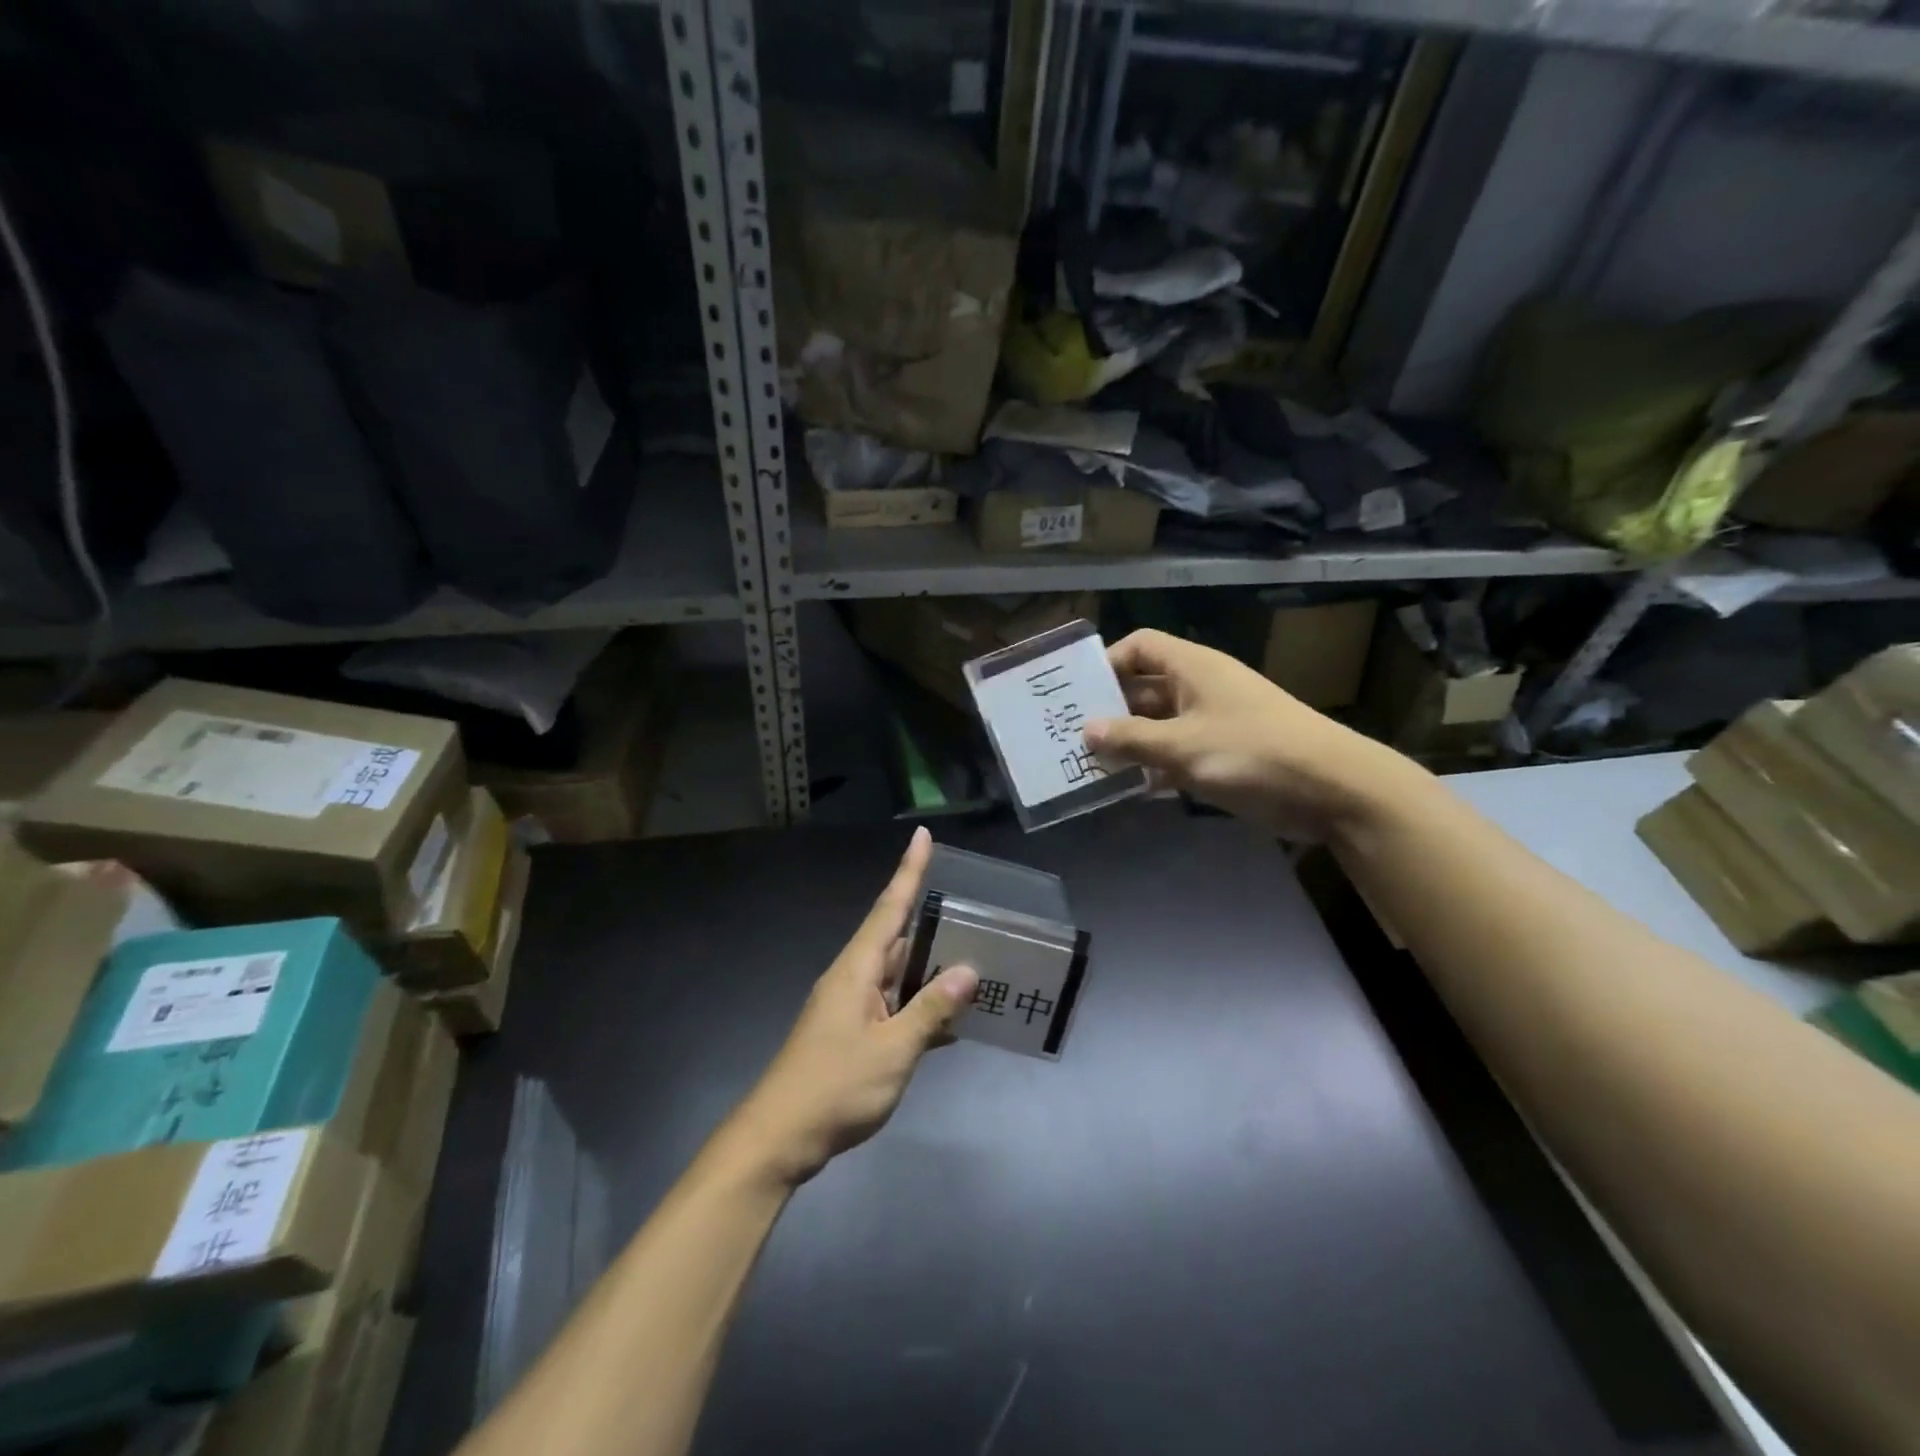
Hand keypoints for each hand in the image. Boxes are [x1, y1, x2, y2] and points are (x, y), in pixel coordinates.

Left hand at [725, 827, 977, 1187]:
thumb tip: (968, 969)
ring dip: (930, 969)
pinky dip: (920, 1007)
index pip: (890, 908)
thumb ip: (931, 1010)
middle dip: (931, 922)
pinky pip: (893, 1006)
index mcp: (857, 969)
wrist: (779, 1138)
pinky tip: (949, 1019)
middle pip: (897, 938)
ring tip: (973, 959)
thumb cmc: (835, 1087)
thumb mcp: (892, 1050)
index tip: (923, 836)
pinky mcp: (851, 1034)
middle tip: (974, 910)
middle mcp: (852, 979)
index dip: (909, 871)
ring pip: (897, 975)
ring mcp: (850, 1008)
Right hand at [1084, 629, 1415, 840]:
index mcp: (1193, 668)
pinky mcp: (1225, 755)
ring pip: (1159, 725)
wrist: (1332, 789)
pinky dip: (1155, 767)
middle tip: (1071, 735)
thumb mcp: (1184, 746)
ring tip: (1089, 766)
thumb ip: (1132, 739)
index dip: (1108, 662)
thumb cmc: (1253, 753)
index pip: (1140, 646)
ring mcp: (1213, 722)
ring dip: (1130, 743)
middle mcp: (1200, 688)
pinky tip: (1129, 789)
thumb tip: (1087, 730)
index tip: (1078, 693)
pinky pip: (1178, 754)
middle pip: (1144, 688)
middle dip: (1111, 710)